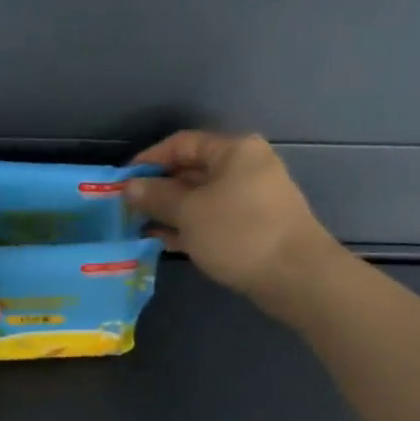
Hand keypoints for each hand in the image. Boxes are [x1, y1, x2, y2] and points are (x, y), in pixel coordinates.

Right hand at [126, 131, 344, 316]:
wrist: (297, 277)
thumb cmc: (239, 233)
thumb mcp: (189, 212)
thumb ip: (156, 196)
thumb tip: (130, 187)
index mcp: (234, 150)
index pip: (181, 143)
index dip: (149, 159)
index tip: (122, 181)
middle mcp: (246, 166)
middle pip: (191, 170)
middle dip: (158, 188)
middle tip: (127, 207)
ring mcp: (252, 197)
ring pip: (201, 197)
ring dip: (170, 210)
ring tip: (139, 226)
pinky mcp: (254, 225)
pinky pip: (213, 217)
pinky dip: (189, 226)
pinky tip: (164, 241)